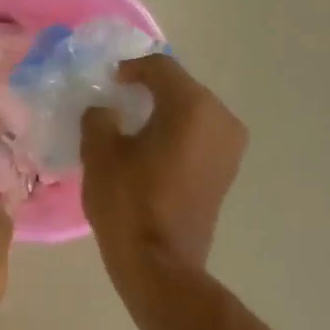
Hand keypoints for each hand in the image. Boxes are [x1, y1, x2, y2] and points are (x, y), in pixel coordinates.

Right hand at [81, 54, 247, 282]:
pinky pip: (199, 136)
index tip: (107, 80)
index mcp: (192, 107)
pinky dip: (175, 134)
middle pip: (181, 88)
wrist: (159, 262)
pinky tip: (149, 150)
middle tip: (115, 101)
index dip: (130, 68)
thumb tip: (104, 109)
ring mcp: (230, 147)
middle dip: (148, 90)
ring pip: (192, 113)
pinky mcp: (226, 171)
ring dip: (162, 113)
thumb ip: (99, 118)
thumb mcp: (99, 154)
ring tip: (130, 127)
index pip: (160, 68)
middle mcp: (221, 118)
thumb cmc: (127, 202)